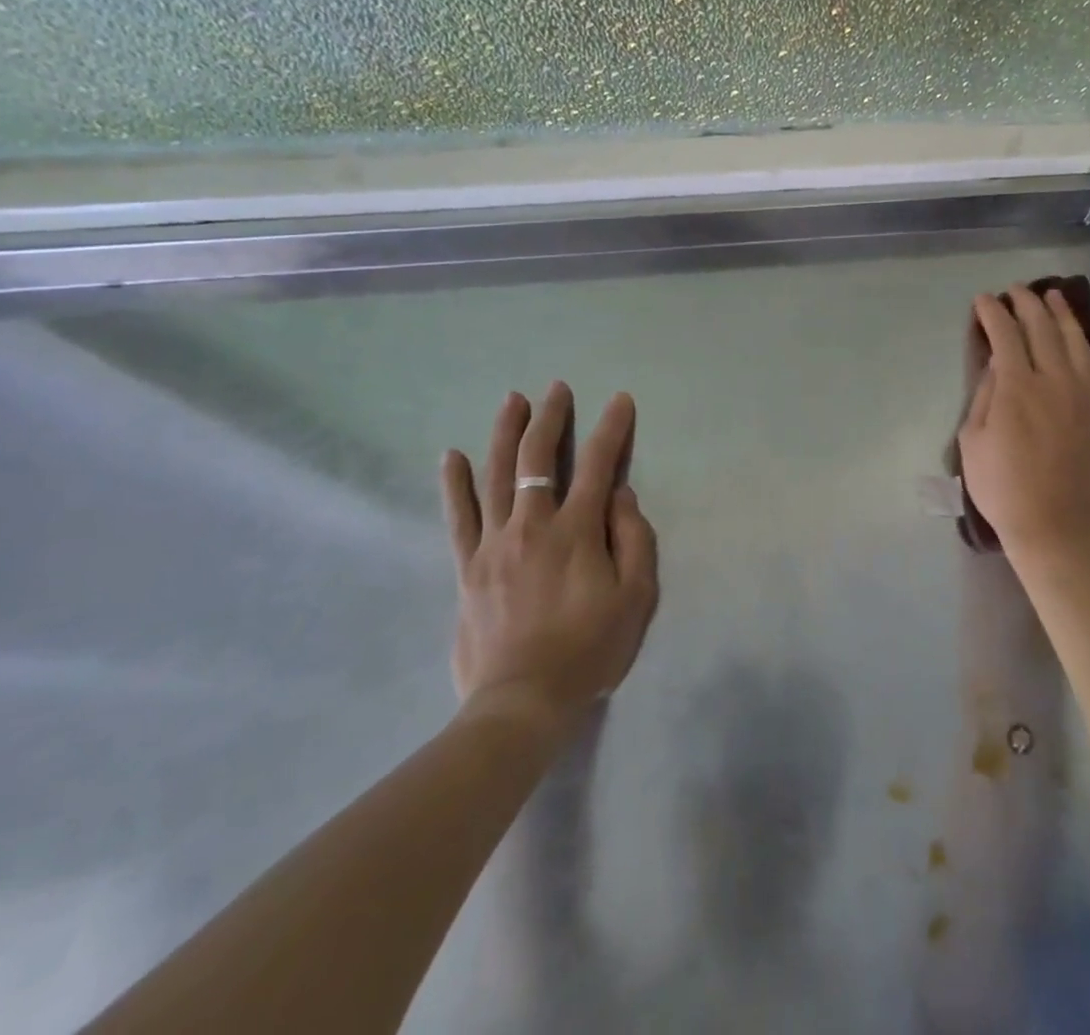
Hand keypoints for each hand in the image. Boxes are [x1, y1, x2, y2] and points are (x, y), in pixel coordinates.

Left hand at [440, 384, 659, 729]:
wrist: (523, 702)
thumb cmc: (590, 649)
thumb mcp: (636, 596)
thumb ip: (634, 538)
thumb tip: (620, 494)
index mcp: (578, 531)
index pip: (597, 464)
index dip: (611, 428)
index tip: (619, 401)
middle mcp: (533, 525)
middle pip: (538, 458)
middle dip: (550, 417)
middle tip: (556, 389)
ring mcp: (494, 544)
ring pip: (497, 475)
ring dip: (505, 433)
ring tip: (512, 400)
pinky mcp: (468, 567)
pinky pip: (459, 516)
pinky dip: (456, 484)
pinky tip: (453, 456)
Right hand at [959, 286, 1089, 556]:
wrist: (1053, 524)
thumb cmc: (1001, 486)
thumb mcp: (972, 439)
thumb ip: (985, 394)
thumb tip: (996, 362)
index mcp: (1017, 387)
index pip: (1005, 333)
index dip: (992, 312)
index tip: (983, 301)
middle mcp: (1053, 380)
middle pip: (1042, 327)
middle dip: (1026, 303)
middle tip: (1014, 291)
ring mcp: (1082, 394)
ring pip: (1073, 340)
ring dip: (1060, 313)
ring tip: (1052, 296)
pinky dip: (1083, 344)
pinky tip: (1077, 337)